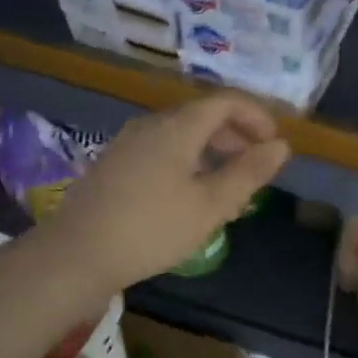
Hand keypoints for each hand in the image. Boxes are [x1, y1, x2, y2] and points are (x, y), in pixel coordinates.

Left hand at [45, 91, 290, 290]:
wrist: (76, 255)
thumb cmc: (152, 229)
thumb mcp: (211, 205)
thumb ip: (248, 173)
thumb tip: (280, 146)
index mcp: (177, 127)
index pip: (225, 101)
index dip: (256, 116)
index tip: (274, 144)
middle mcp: (151, 125)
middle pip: (202, 116)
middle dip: (236, 136)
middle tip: (256, 168)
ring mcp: (128, 144)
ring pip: (181, 135)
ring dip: (213, 152)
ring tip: (229, 189)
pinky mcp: (114, 165)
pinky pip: (162, 151)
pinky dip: (188, 162)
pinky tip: (190, 197)